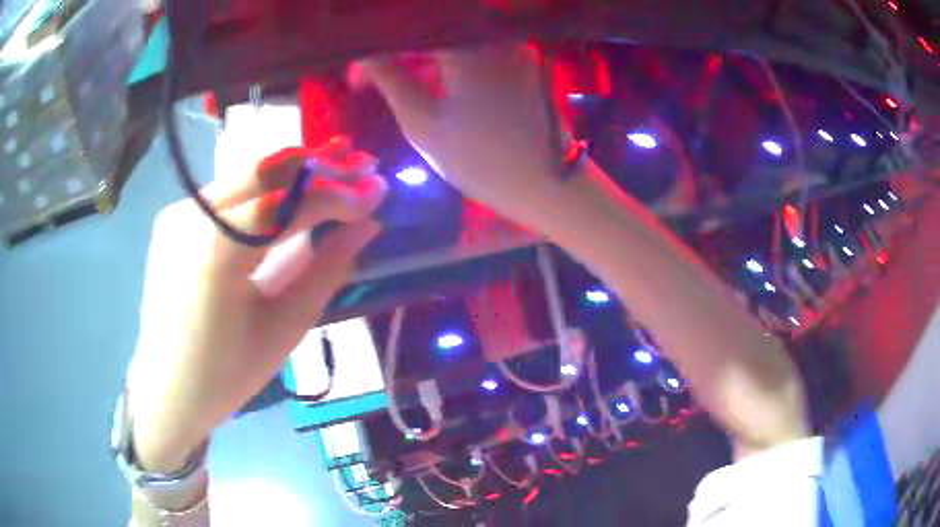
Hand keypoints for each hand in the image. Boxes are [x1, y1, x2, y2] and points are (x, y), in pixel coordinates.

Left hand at [127, 138, 386, 472]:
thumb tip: (368, 225)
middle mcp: (191, 217)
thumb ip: (327, 267)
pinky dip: (263, 189)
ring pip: (246, 176)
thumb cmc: (228, 373)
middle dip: (320, 167)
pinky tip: (289, 189)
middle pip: (266, 173)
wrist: (167, 387)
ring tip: (337, 164)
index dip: (338, 195)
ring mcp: (177, 212)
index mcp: (216, 253)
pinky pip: (227, 194)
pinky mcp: (173, 217)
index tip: (378, 189)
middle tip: (363, 163)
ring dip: (293, 172)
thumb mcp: (285, 327)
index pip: (289, 204)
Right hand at [361, 45, 568, 222]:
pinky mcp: (524, 58)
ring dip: (424, 52)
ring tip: (406, 79)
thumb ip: (390, 79)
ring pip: (454, 35)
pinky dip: (452, 56)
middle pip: (432, 28)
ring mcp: (513, 44)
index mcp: (464, 45)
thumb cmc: (480, 161)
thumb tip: (364, 54)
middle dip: (400, 49)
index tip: (358, 77)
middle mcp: (492, 34)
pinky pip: (478, 45)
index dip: (376, 50)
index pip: (407, 31)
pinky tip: (439, 77)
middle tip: (379, 76)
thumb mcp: (423, 123)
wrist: (547, 184)